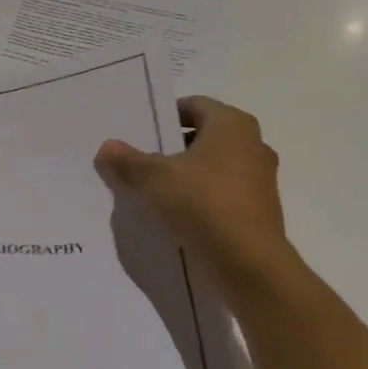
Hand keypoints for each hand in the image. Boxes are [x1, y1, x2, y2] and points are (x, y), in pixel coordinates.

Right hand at [94, 96, 294, 286]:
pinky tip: (175, 212)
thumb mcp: (153, 178)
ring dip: (185, 173)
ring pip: (213, 165)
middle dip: (171, 146)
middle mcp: (253, 144)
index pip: (194, 105)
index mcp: (232, 124)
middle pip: (203, 135)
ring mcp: (260, 178)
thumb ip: (127, 160)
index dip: (164, 114)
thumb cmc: (202, 203)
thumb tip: (106, 148)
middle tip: (139, 158)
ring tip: (152, 188)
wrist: (248, 263)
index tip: (139, 131)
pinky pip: (222, 192)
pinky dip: (200, 196)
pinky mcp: (259, 209)